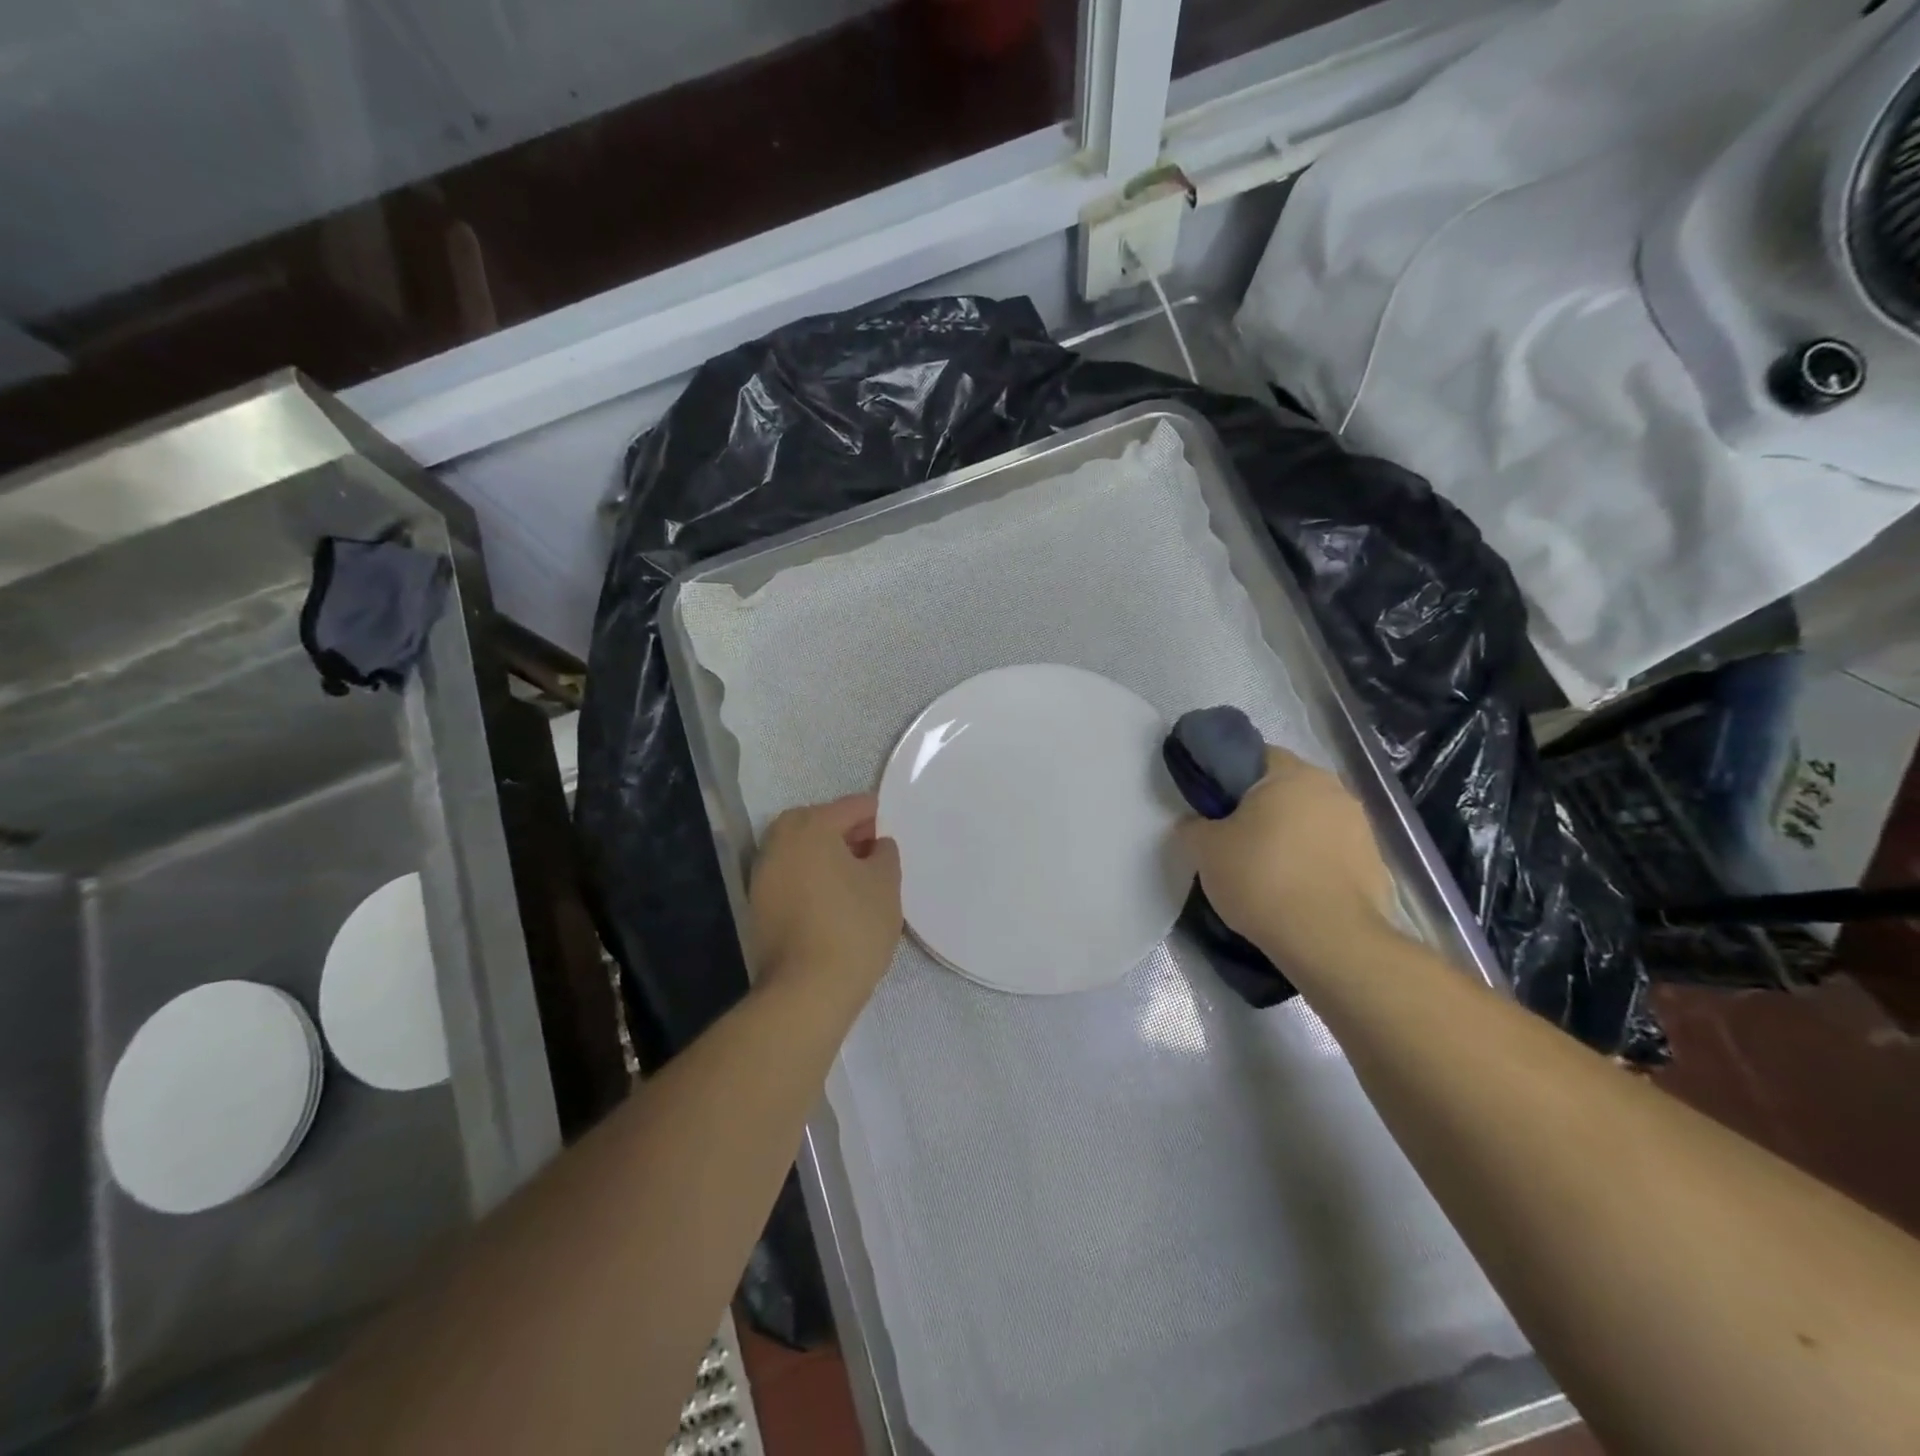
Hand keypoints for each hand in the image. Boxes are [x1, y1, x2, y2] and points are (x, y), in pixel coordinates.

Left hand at [749, 794, 902, 999]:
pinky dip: (811, 875)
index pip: (850, 807)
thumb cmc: (853, 927)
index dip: (875, 813)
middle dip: (846, 829)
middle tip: (873, 847)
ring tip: (857, 874)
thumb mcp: (886, 884)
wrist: (806, 990)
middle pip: (817, 822)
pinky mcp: (758, 904)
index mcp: (811, 827)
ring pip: (800, 849)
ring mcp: (763, 874)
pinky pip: (791, 874)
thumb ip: (884, 853)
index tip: (891, 825)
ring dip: (826, 853)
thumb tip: (875, 844)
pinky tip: (834, 896)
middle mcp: (780, 842)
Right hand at [1178, 746, 1396, 971]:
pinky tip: (1296, 892)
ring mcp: (1361, 827)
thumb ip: (1194, 827)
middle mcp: (1333, 789)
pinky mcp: (1375, 864)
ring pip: (1313, 821)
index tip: (1213, 806)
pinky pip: (1333, 854)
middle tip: (1235, 839)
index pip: (1256, 756)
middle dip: (1263, 809)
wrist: (1329, 940)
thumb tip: (1194, 824)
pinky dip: (1315, 864)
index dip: (1230, 777)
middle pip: (1287, 789)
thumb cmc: (1261, 878)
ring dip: (1292, 836)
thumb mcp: (1205, 850)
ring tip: (1267, 871)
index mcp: (1292, 774)